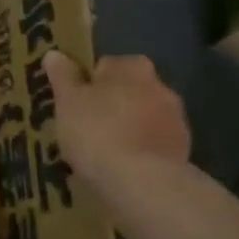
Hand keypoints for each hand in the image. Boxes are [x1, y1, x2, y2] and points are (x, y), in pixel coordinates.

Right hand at [44, 52, 189, 193]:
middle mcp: (161, 87)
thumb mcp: (67, 101)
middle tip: (85, 128)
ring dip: (127, 129)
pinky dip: (139, 152)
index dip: (86, 84)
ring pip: (141, 119)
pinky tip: (121, 170)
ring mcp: (176, 121)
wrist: (142, 184)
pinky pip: (152, 145)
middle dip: (110, 105)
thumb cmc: (97, 131)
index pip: (104, 66)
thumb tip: (55, 54)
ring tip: (102, 154)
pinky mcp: (184, 152)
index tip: (74, 104)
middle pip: (126, 91)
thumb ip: (62, 75)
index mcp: (132, 67)